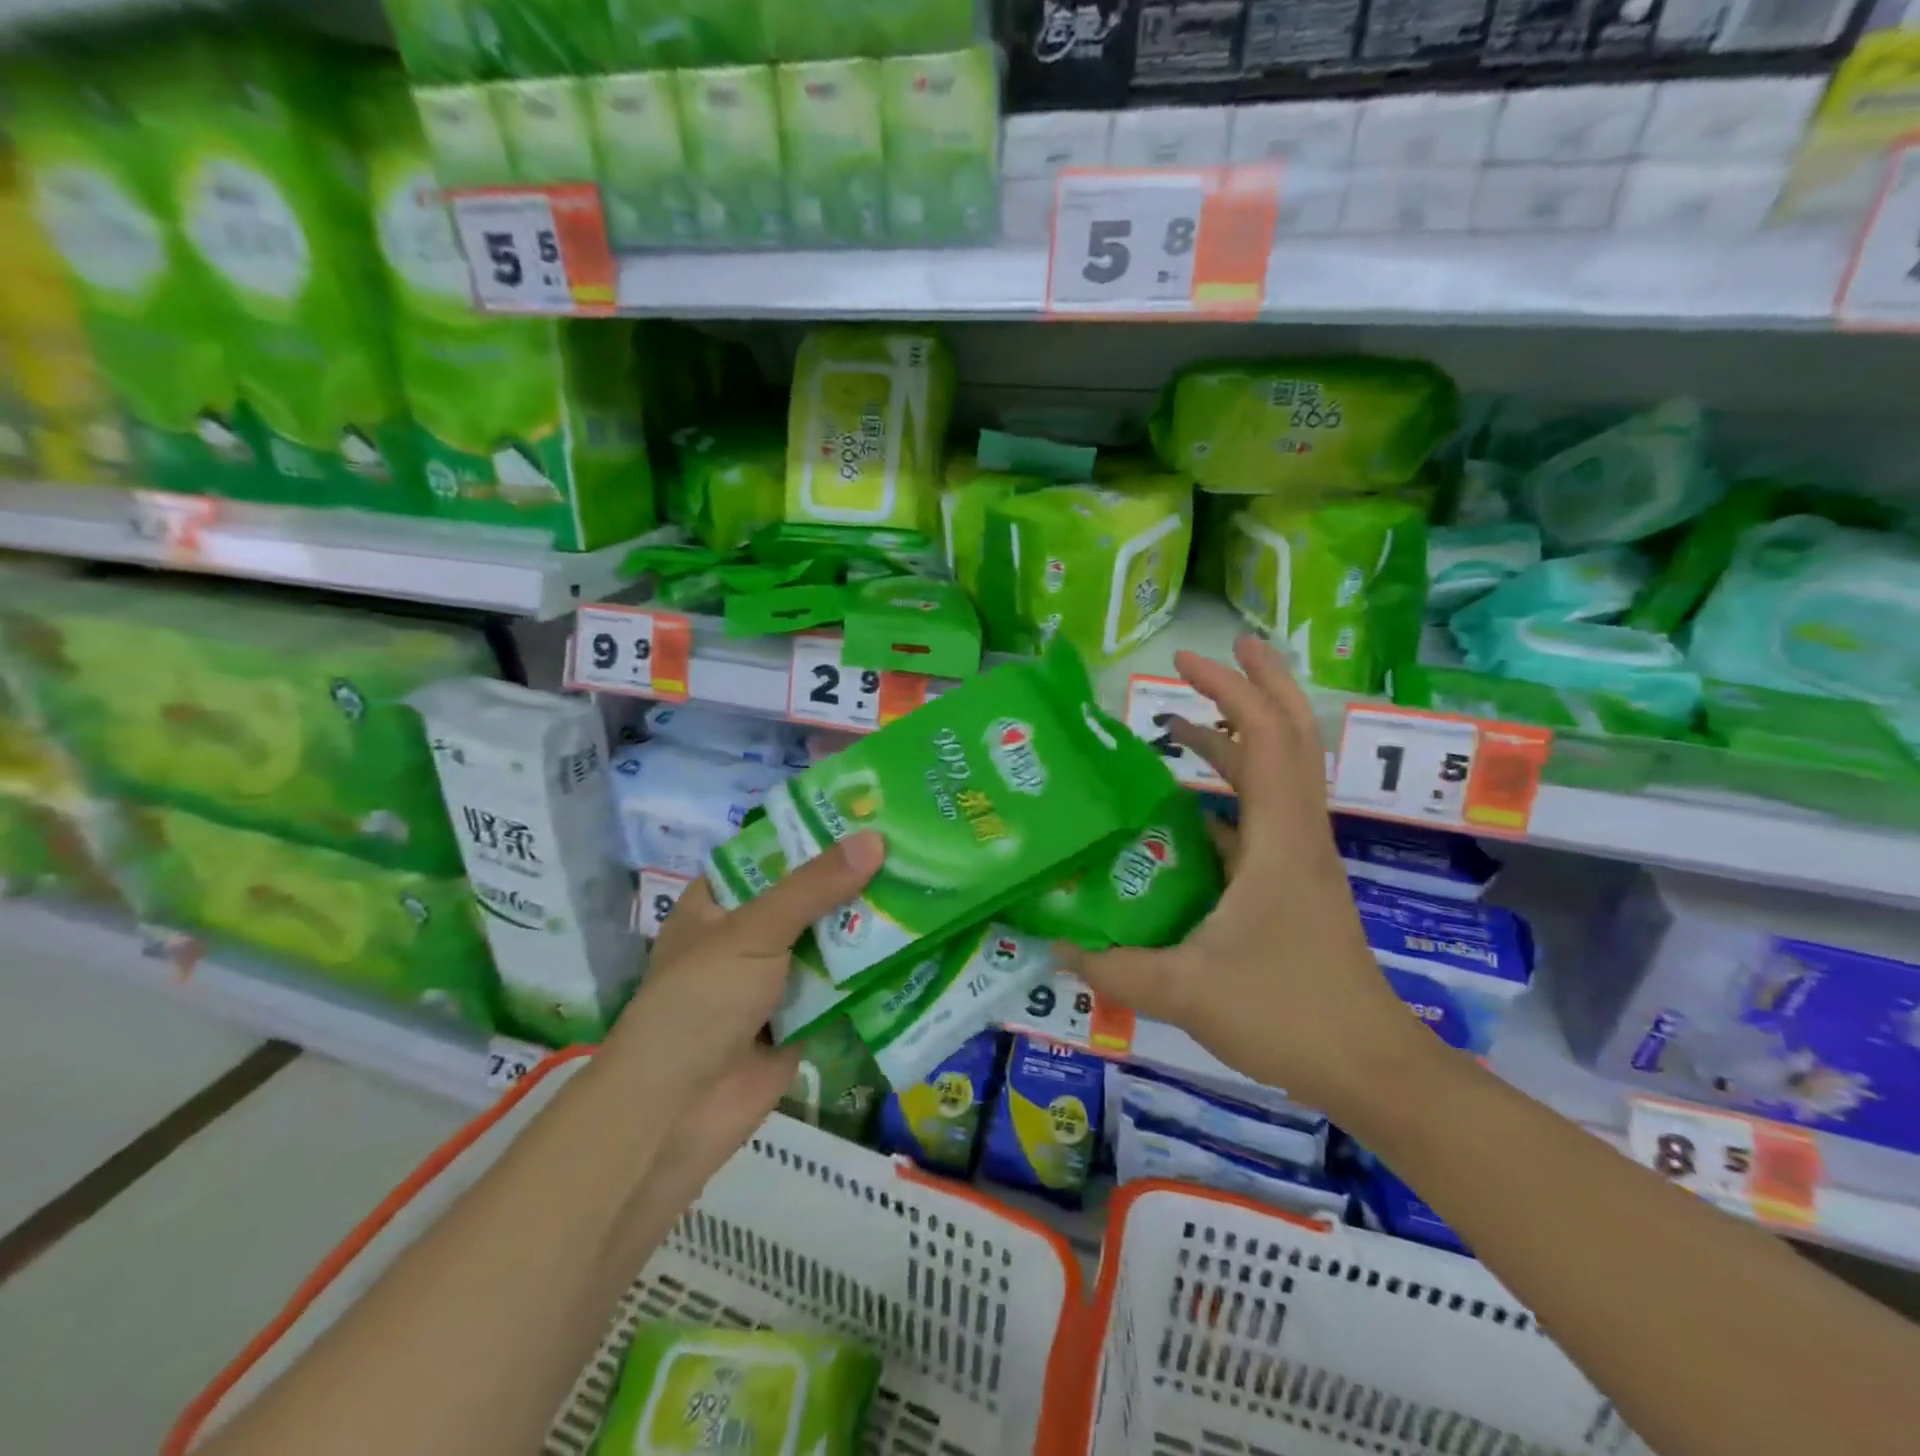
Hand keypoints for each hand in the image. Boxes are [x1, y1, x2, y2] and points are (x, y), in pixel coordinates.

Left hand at [600, 831, 885, 1193]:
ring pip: (829, 942)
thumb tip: (876, 839)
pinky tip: (918, 945)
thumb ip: (815, 886)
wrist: (680, 1111)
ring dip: (868, 924)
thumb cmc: (702, 999)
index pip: (773, 854)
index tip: (869, 814)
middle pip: (808, 898)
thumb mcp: (754, 929)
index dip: (817, 834)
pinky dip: (872, 972)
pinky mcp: (801, 1019)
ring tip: (926, 887)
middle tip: (911, 849)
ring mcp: (775, 980)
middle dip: (854, 880)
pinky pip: (842, 986)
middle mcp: (747, 935)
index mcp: (719, 903)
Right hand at [1058, 637, 1425, 1114]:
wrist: (1369, 1067)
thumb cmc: (1287, 1015)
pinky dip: (1230, 792)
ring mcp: (1298, 857)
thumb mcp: (1188, 991)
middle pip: (1290, 737)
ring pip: (1277, 774)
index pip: (1266, 738)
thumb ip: (1117, 969)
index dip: (1232, 689)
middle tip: (1209, 654)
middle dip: (1255, 685)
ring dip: (1236, 737)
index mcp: (1279, 840)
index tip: (1188, 660)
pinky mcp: (1292, 882)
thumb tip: (1057, 948)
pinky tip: (1186, 810)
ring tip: (1179, 721)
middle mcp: (1295, 834)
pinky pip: (1262, 815)